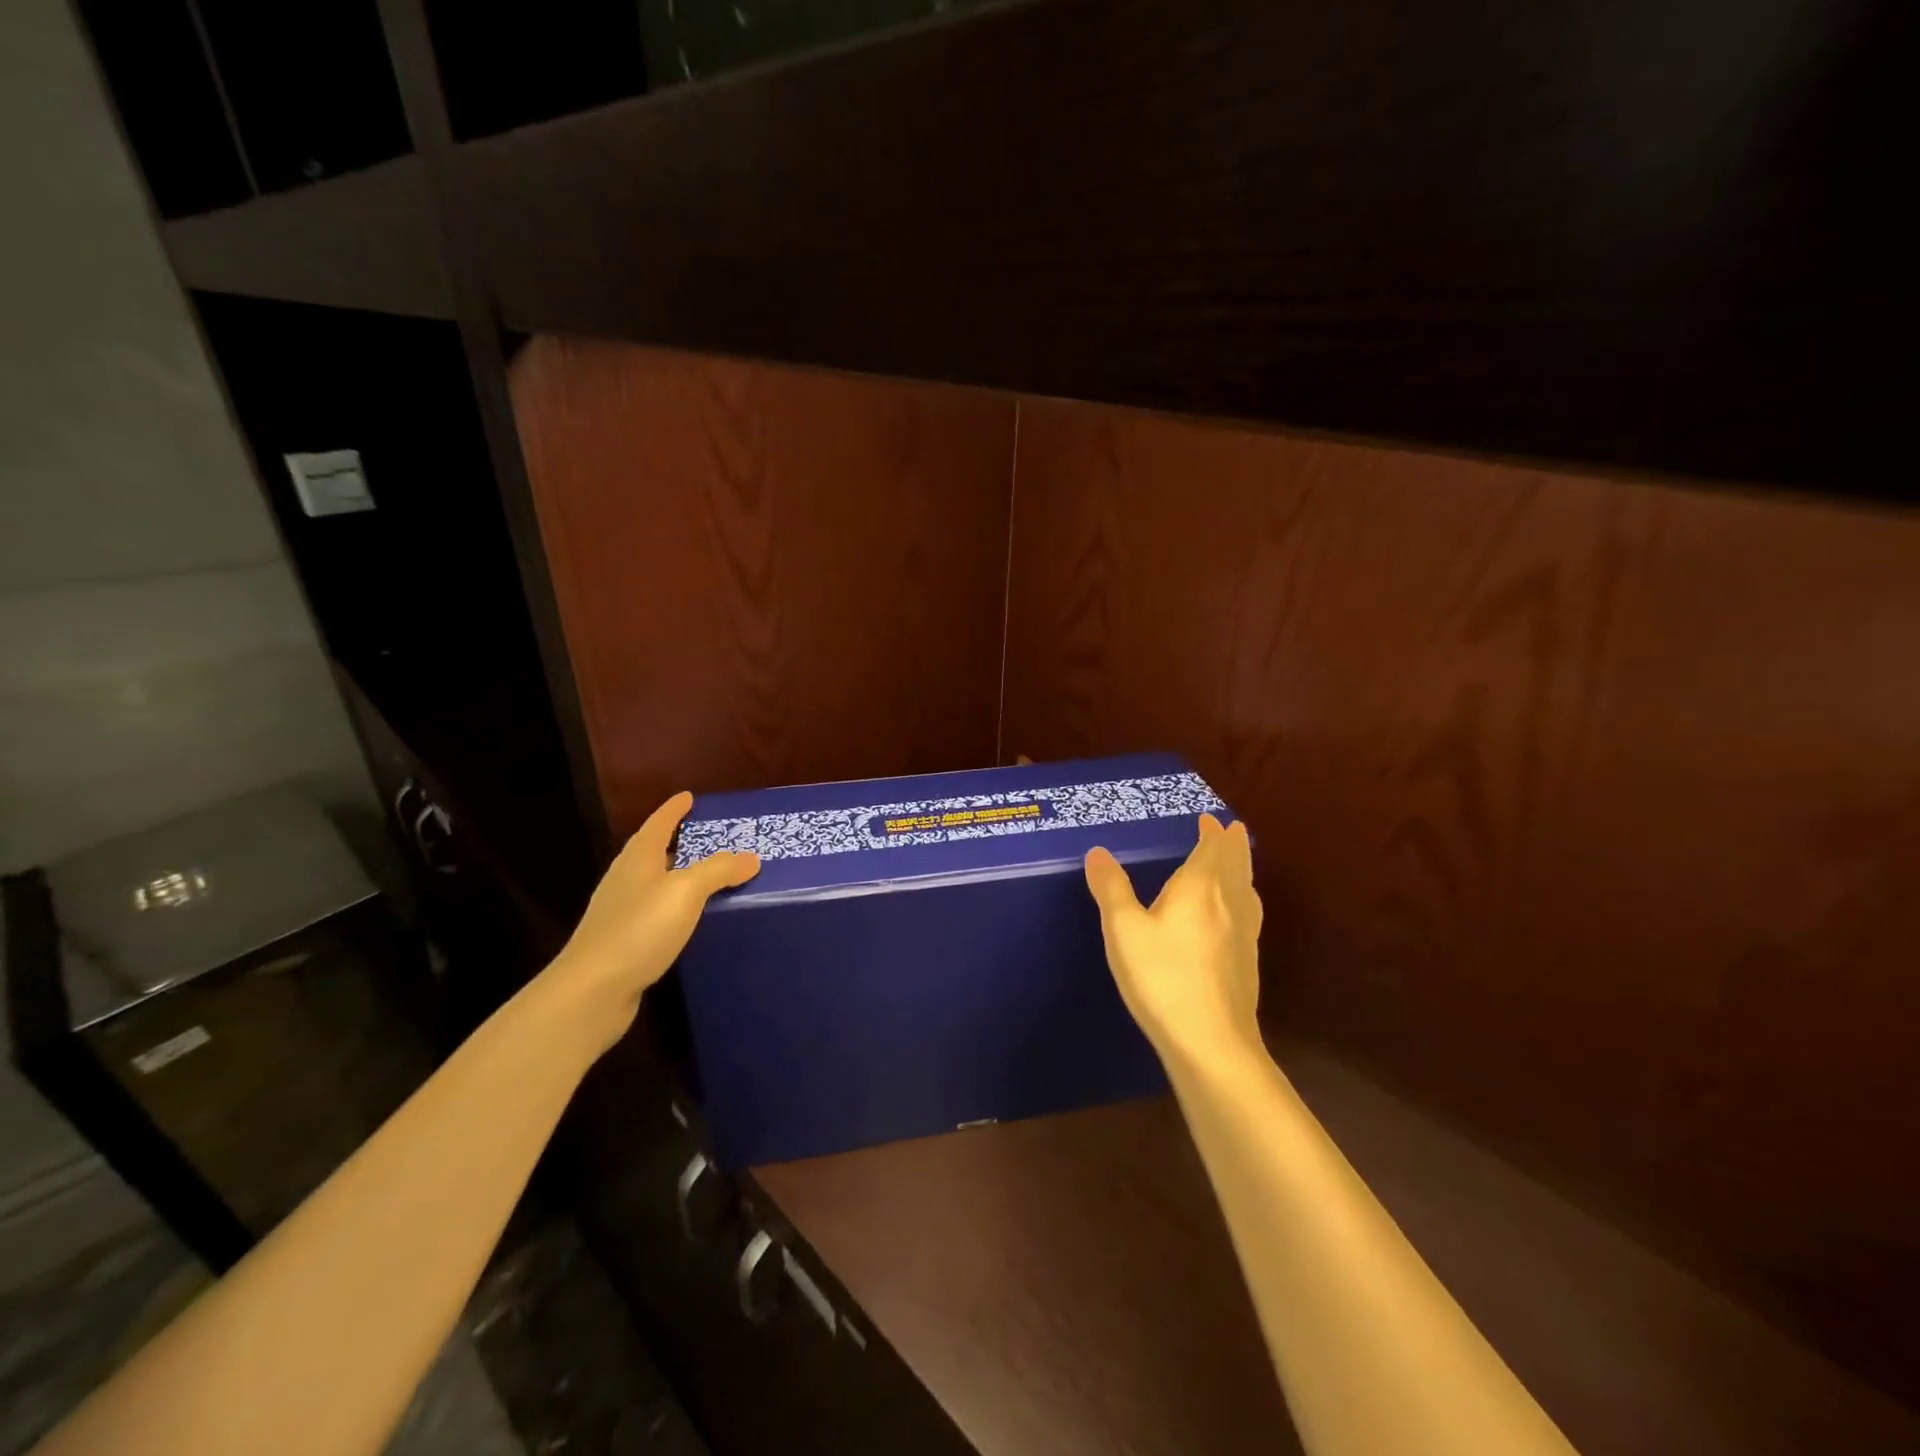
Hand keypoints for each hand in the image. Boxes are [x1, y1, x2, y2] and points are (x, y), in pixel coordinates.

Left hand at [545, 791, 759, 1053]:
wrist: (591, 991)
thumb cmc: (639, 930)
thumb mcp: (686, 892)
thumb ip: (719, 870)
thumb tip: (751, 857)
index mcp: (638, 860)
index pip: (658, 824)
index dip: (674, 809)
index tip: (689, 796)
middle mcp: (626, 881)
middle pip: (652, 850)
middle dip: (676, 839)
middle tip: (707, 834)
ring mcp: (620, 913)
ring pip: (653, 882)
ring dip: (676, 874)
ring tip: (705, 874)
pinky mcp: (623, 942)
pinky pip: (655, 911)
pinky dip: (674, 905)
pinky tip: (688, 918)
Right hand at [1084, 814, 1262, 1066]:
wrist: (1211, 1042)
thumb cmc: (1162, 977)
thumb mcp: (1124, 930)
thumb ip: (1111, 889)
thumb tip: (1098, 852)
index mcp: (1199, 888)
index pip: (1211, 849)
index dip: (1211, 832)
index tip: (1209, 818)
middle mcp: (1228, 904)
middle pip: (1236, 865)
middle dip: (1233, 845)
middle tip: (1233, 829)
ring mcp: (1244, 935)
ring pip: (1247, 890)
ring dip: (1243, 869)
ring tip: (1239, 864)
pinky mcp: (1247, 963)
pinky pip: (1249, 914)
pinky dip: (1244, 898)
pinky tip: (1237, 916)